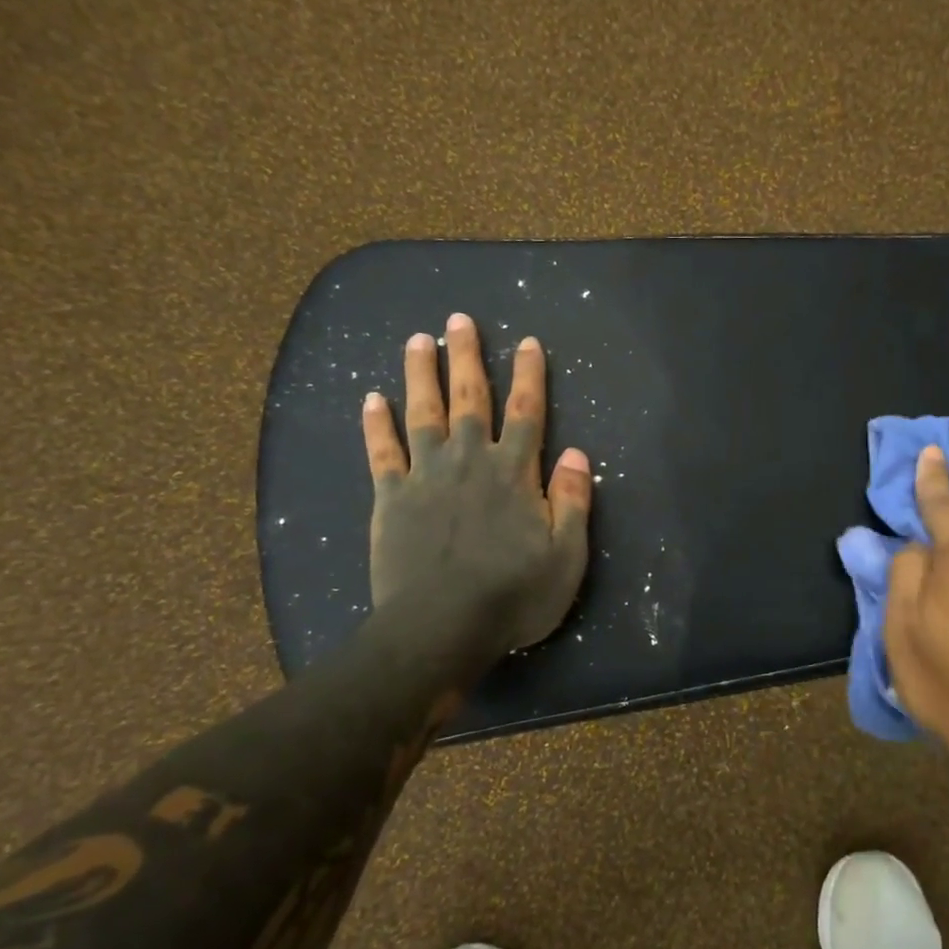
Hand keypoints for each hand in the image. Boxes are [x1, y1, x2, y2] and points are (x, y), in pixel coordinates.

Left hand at [359, 313, 591, 688]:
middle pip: (469, 399)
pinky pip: (382, 453)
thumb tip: (578, 454)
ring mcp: (426, 477)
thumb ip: (573, 501)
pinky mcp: (391, 498)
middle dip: (467, 357)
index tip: (528, 342)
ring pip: (422, 413)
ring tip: (418, 340)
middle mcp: (469, 461)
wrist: (440, 629)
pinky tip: (371, 398)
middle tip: (459, 319)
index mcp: (514, 473)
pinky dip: (377, 424)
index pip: (527, 412)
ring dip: (420, 374)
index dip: (529, 375)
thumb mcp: (565, 556)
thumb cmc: (512, 597)